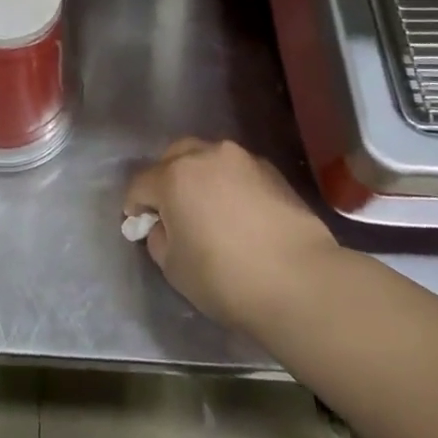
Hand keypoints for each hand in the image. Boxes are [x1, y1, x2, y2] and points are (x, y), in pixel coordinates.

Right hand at [124, 138, 335, 330]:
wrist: (301, 282)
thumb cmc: (226, 278)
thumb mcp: (174, 268)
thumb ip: (160, 238)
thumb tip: (165, 226)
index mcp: (173, 176)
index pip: (140, 184)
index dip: (135, 206)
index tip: (140, 225)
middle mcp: (205, 155)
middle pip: (173, 157)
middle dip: (166, 179)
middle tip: (173, 210)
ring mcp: (242, 159)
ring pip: (208, 158)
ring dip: (200, 176)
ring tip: (209, 207)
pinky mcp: (272, 171)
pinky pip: (238, 170)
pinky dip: (231, 183)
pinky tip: (240, 212)